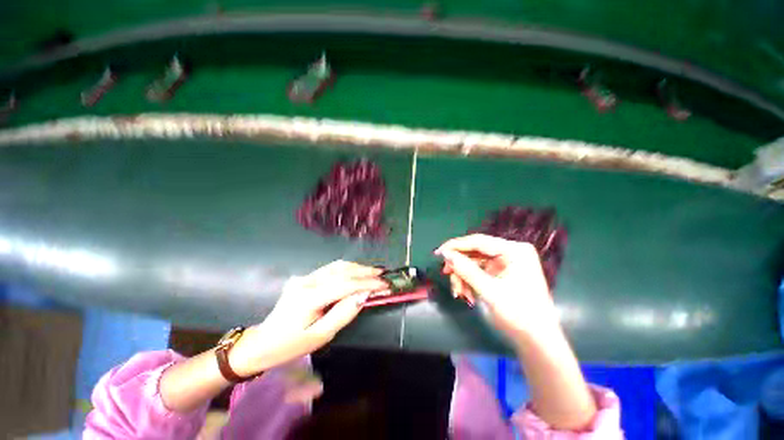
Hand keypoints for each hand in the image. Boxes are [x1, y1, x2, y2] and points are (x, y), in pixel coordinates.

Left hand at [229, 261, 387, 376]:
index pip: (345, 284)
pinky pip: (330, 270)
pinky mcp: (305, 278)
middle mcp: (307, 281)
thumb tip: (364, 295)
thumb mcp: (320, 336)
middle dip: (365, 271)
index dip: (367, 283)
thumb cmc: (291, 345)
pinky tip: (356, 273)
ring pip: (336, 266)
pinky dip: (347, 269)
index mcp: (309, 297)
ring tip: (373, 272)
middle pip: (341, 270)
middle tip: (383, 274)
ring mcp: (304, 277)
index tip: (384, 284)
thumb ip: (343, 313)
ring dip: (357, 268)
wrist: (262, 342)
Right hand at [435, 234, 558, 343]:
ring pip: (474, 262)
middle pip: (475, 252)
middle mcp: (511, 252)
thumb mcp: (489, 291)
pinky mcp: (502, 272)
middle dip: (460, 266)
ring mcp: (507, 262)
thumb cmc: (518, 315)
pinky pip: (479, 271)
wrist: (537, 341)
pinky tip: (467, 294)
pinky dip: (470, 281)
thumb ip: (466, 270)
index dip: (456, 245)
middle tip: (447, 275)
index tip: (438, 253)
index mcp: (514, 251)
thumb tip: (445, 254)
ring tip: (459, 293)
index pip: (478, 241)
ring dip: (464, 276)